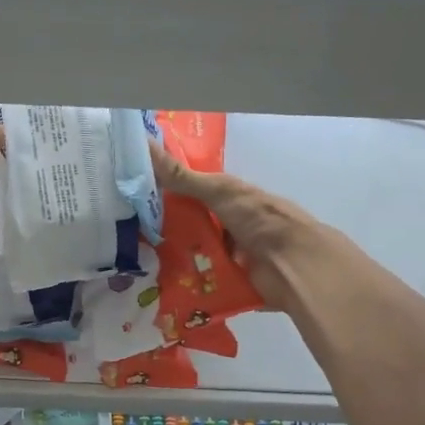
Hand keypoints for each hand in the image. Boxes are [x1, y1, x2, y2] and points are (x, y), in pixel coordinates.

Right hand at [151, 142, 324, 309]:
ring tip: (137, 258)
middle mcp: (231, 224)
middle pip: (191, 224)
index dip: (166, 191)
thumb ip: (182, 176)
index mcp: (232, 198)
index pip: (193, 192)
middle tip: (129, 230)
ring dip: (172, 256)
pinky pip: (201, 279)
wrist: (294, 265)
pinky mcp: (230, 281)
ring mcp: (232, 254)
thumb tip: (144, 142)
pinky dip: (184, 280)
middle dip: (165, 228)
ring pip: (194, 253)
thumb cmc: (259, 219)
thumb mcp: (219, 191)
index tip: (135, 194)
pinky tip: (157, 281)